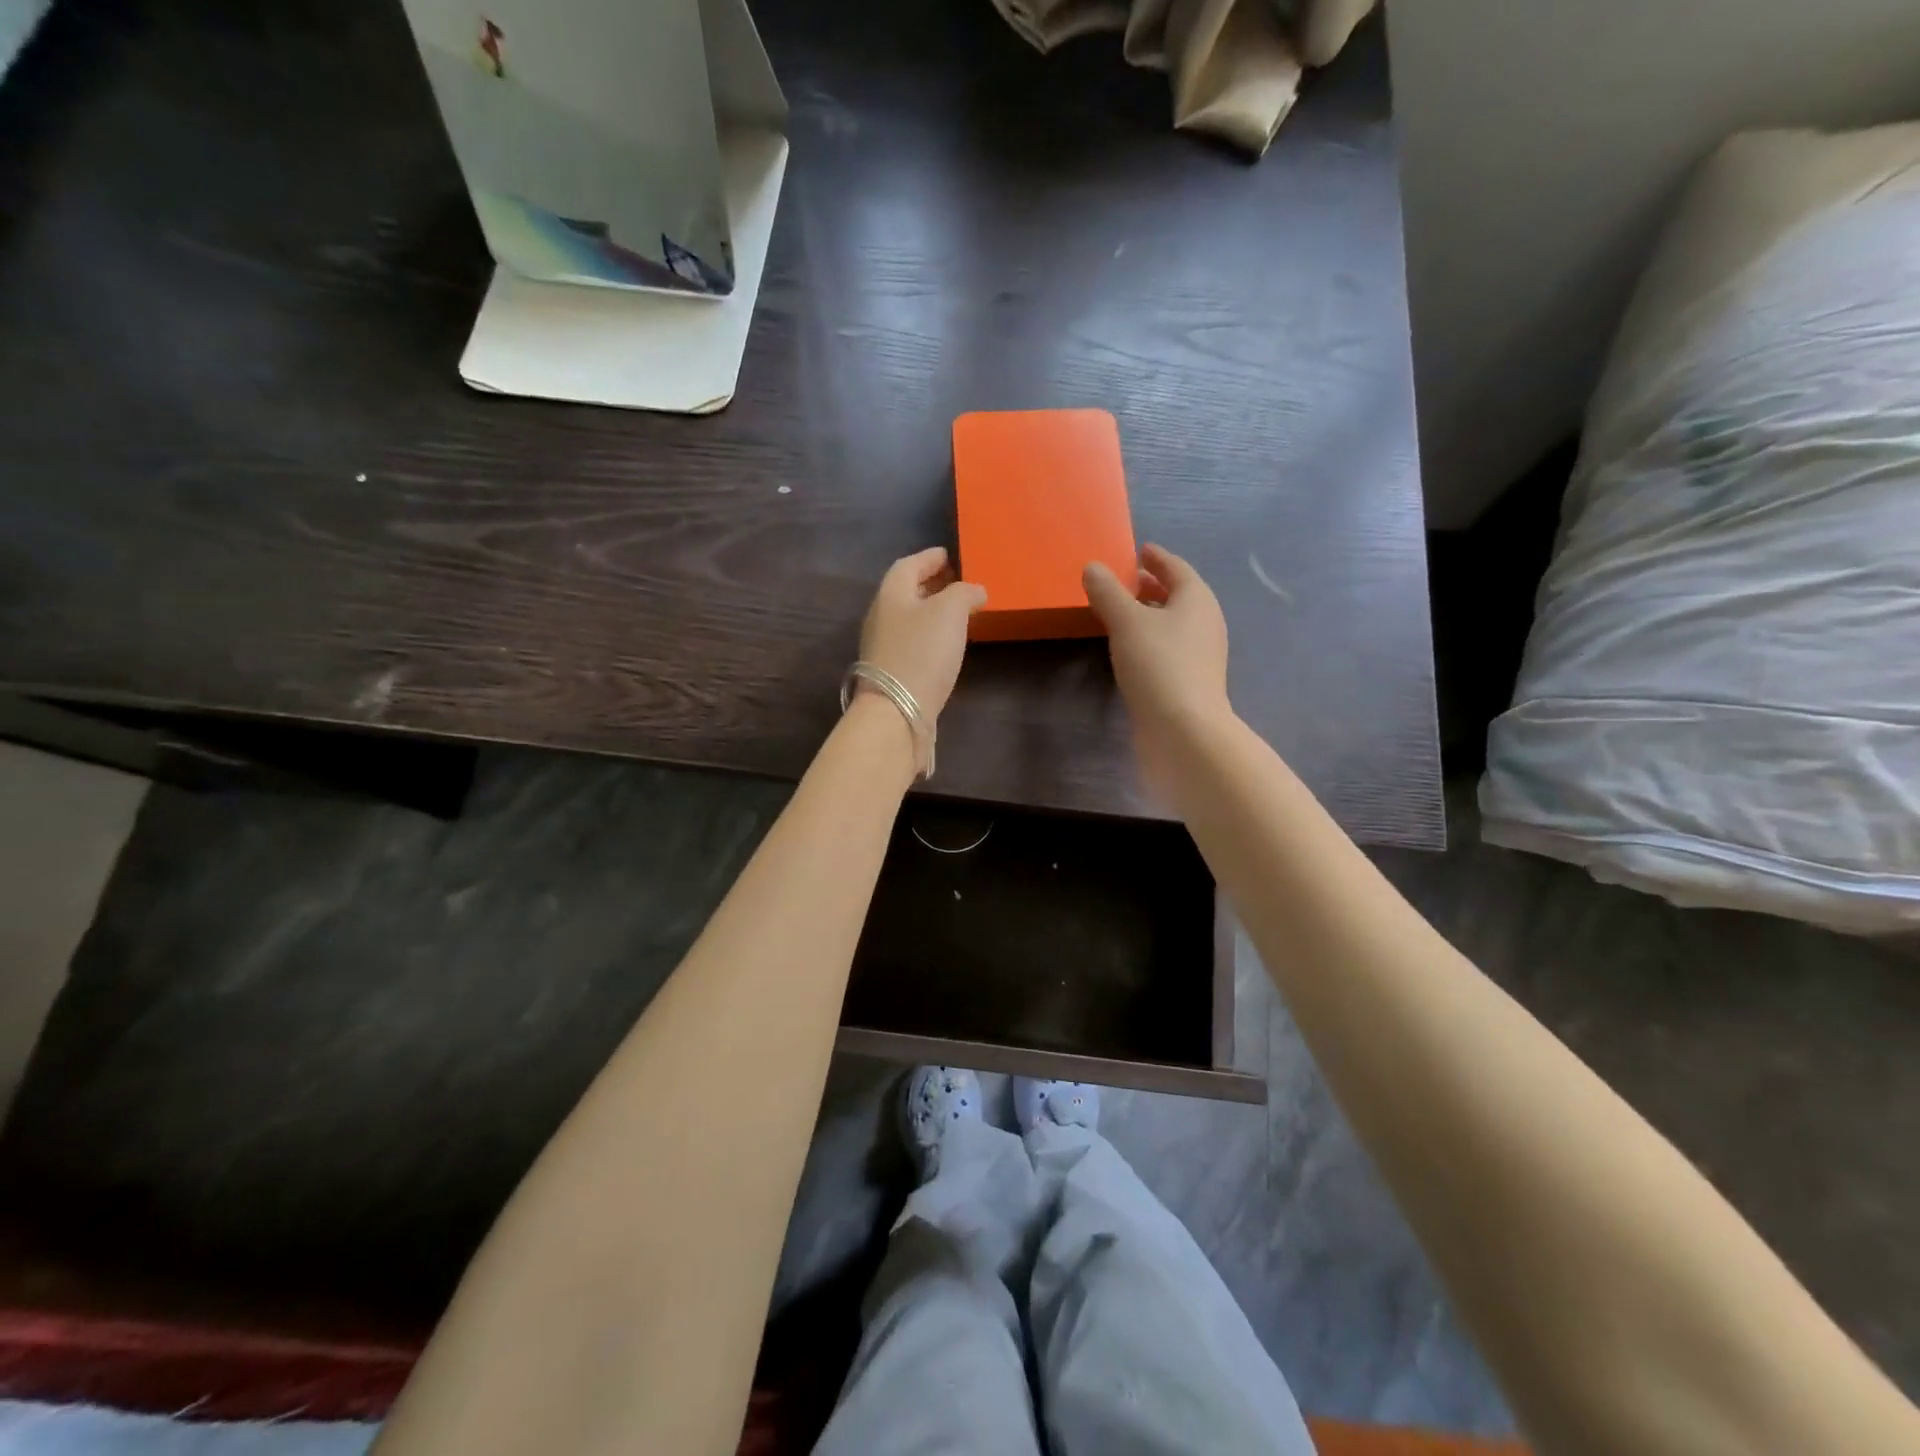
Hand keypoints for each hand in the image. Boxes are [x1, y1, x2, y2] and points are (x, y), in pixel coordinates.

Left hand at [858, 547, 987, 719]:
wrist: (897, 711)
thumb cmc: (922, 653)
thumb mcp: (950, 611)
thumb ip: (964, 593)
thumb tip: (974, 591)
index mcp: (891, 594)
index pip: (908, 565)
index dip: (930, 558)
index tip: (950, 555)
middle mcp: (882, 616)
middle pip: (907, 591)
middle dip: (931, 583)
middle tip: (958, 582)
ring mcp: (884, 646)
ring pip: (909, 617)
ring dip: (932, 610)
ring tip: (959, 612)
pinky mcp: (892, 672)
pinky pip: (912, 641)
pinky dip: (930, 635)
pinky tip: (947, 644)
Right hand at [1084, 544, 1232, 787]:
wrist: (1184, 731)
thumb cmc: (1159, 665)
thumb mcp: (1126, 622)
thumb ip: (1108, 593)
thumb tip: (1093, 567)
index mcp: (1196, 600)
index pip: (1177, 568)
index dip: (1157, 558)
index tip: (1140, 550)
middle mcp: (1204, 623)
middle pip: (1177, 596)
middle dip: (1152, 586)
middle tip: (1124, 580)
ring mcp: (1199, 656)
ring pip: (1172, 624)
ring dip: (1149, 615)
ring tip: (1120, 613)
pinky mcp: (1188, 682)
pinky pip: (1167, 649)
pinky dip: (1148, 640)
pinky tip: (1128, 649)